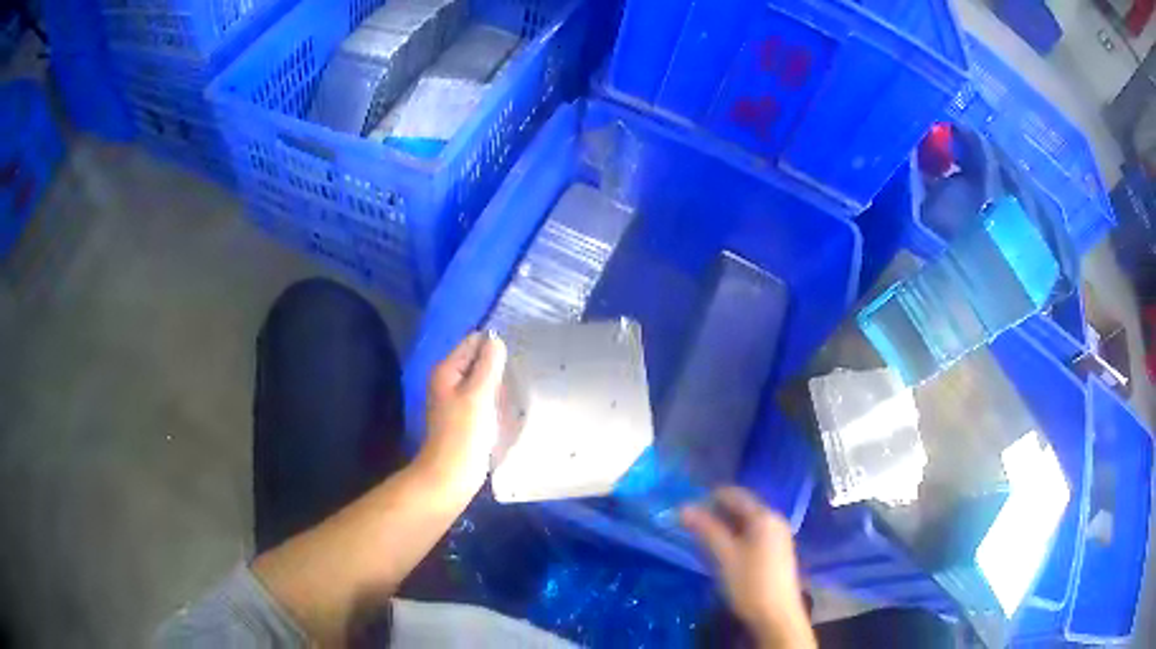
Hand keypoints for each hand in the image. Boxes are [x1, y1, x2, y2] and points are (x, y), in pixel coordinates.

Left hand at [417, 331, 507, 504]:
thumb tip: (496, 339)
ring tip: (518, 391)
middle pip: (478, 360)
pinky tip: (509, 407)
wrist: (452, 475)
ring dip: (499, 384)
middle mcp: (448, 380)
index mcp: (446, 370)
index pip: (473, 342)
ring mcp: (457, 399)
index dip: (494, 346)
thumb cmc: (464, 433)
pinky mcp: (466, 416)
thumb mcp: (478, 394)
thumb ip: (488, 364)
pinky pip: (484, 398)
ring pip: (483, 380)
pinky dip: (496, 399)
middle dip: (498, 365)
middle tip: (520, 375)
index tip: (515, 358)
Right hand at [682, 487, 814, 648]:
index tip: (686, 507)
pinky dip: (736, 536)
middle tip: (690, 524)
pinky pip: (753, 534)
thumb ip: (706, 529)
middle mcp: (775, 521)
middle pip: (742, 507)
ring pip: (747, 522)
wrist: (777, 615)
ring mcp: (778, 537)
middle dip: (716, 512)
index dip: (710, 497)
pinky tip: (723, 551)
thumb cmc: (750, 583)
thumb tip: (684, 507)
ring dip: (725, 526)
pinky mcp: (777, 552)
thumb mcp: (724, 556)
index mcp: (764, 517)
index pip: (735, 494)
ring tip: (702, 538)